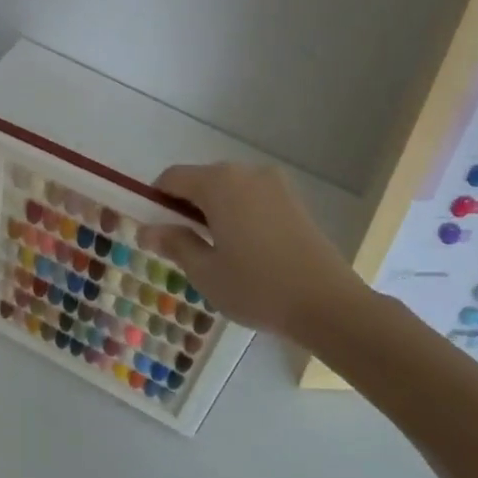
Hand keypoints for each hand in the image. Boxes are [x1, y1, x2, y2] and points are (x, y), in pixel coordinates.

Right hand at [136, 162, 370, 345]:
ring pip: (228, 189)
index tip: (155, 231)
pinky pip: (252, 198)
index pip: (172, 178)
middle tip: (183, 247)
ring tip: (216, 252)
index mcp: (218, 183)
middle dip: (185, 207)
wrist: (329, 305)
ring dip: (213, 211)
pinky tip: (245, 249)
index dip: (155, 201)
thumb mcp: (205, 271)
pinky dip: (239, 214)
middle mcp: (246, 172)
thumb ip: (174, 243)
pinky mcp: (294, 201)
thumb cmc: (257, 287)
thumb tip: (147, 230)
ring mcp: (274, 185)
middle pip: (201, 180)